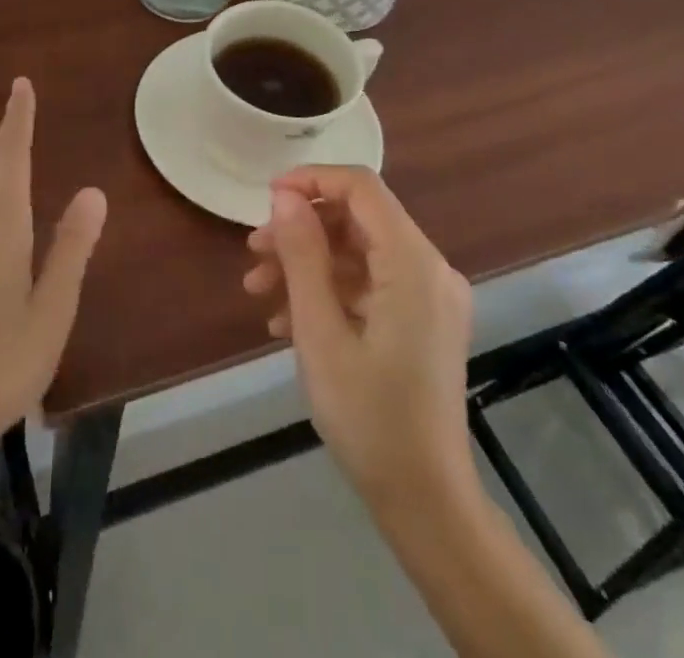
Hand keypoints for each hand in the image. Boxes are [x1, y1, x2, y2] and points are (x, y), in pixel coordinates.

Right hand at [242, 165, 475, 513]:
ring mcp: (430, 297)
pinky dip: (329, 291)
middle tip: (253, 255)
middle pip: (357, 220)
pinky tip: (288, 321)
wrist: (427, 503)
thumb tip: (285, 196)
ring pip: (359, 253)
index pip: (361, 187)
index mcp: (413, 263)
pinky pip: (371, 284)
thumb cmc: (369, 416)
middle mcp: (430, 268)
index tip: (266, 199)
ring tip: (259, 292)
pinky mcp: (423, 321)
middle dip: (301, 230)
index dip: (311, 180)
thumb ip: (303, 255)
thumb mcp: (320, 332)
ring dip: (308, 264)